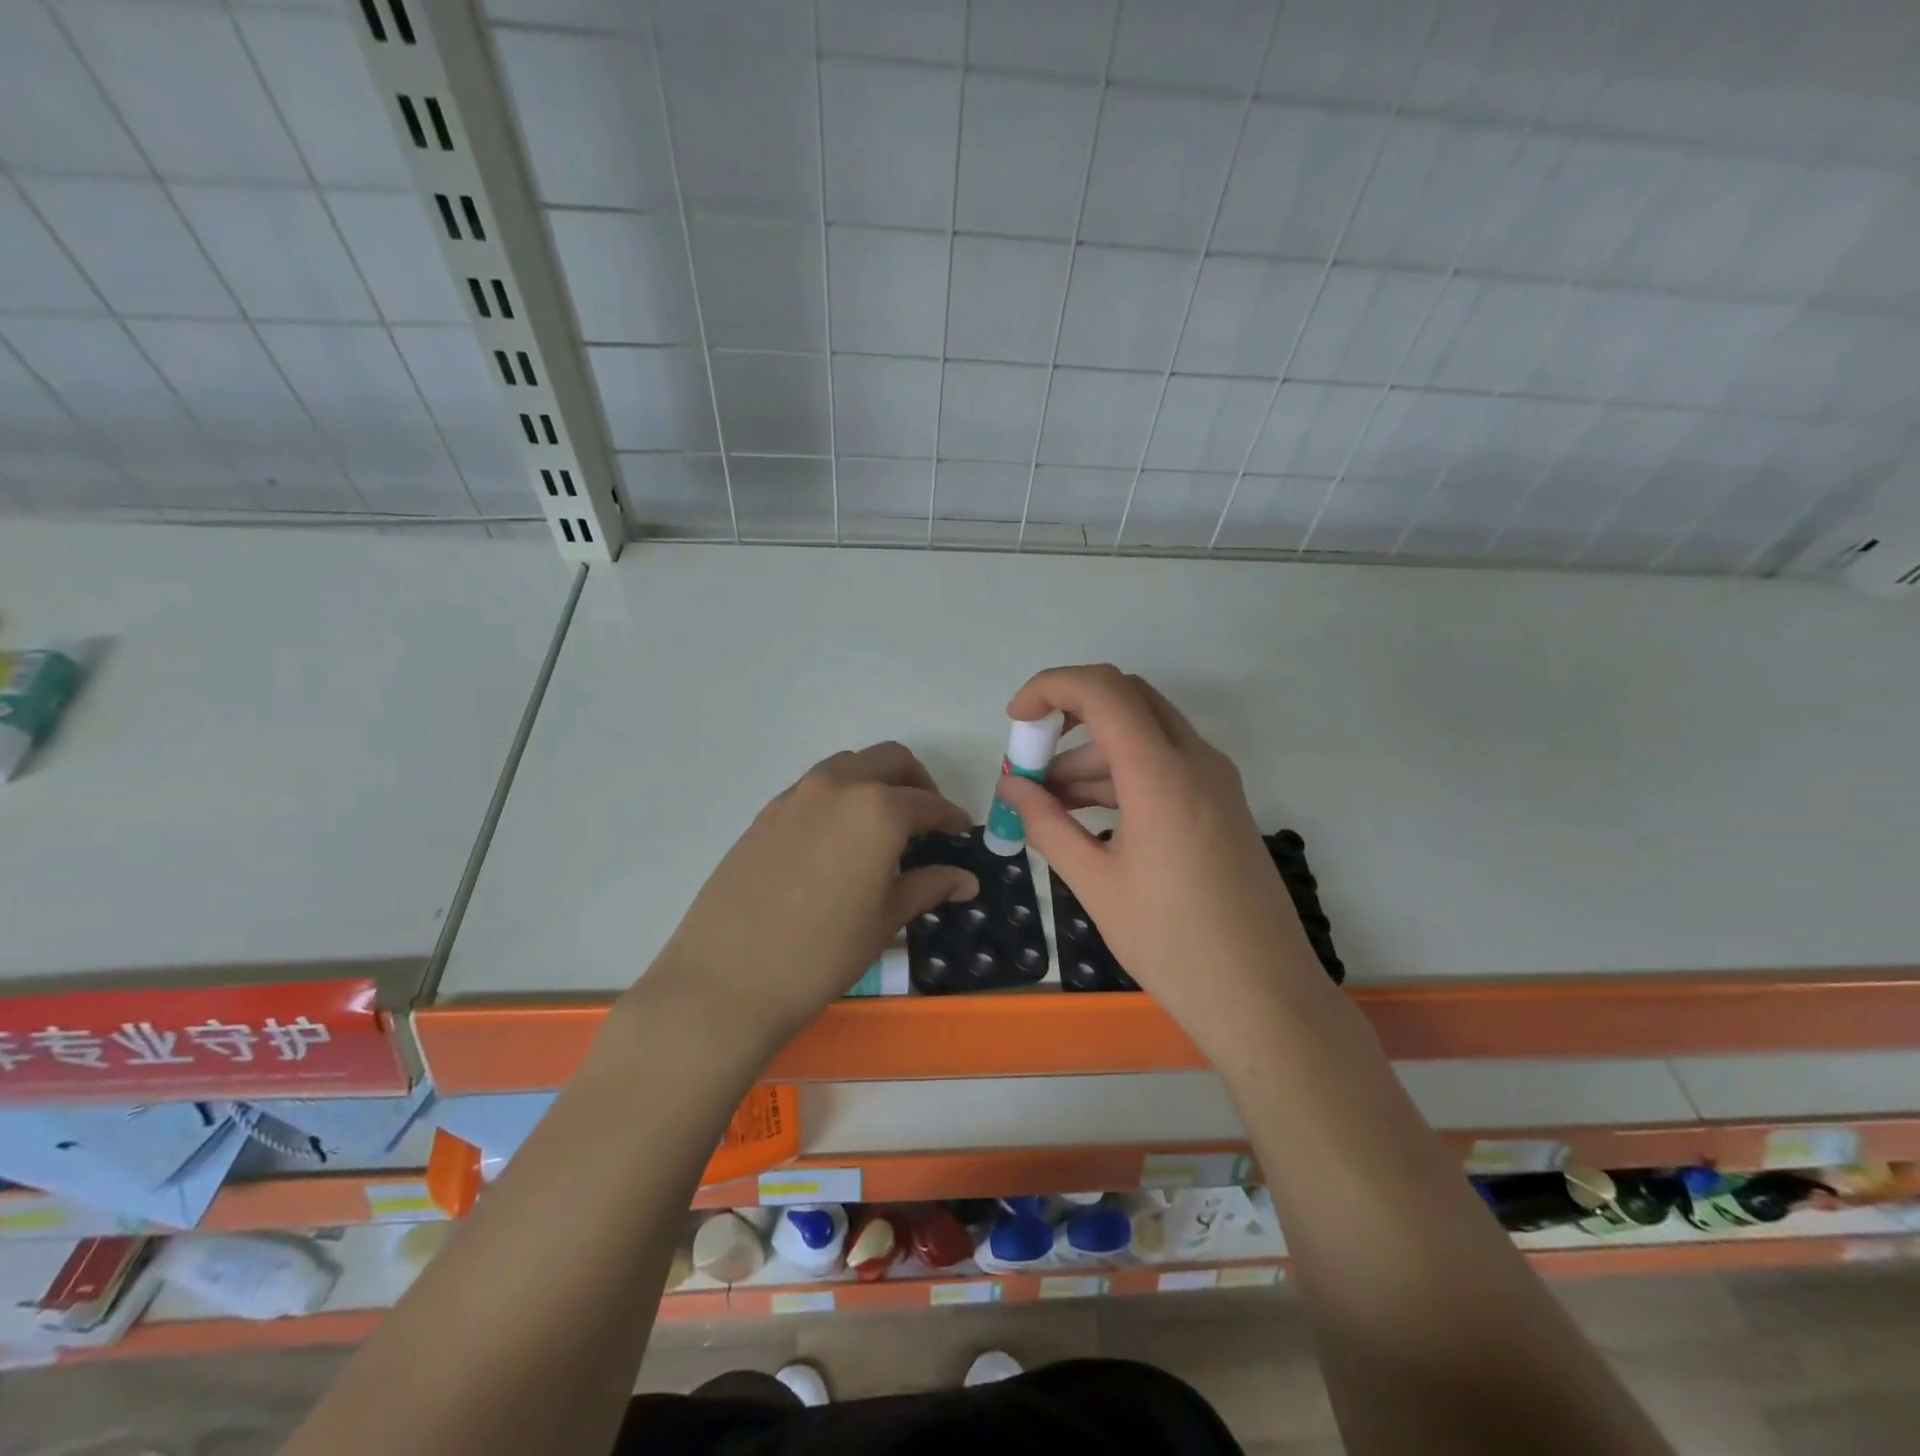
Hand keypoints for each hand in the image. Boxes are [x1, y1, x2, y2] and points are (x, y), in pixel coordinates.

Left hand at [642, 742, 977, 1052]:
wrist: (727, 978)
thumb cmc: (822, 952)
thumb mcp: (885, 920)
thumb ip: (929, 886)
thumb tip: (966, 879)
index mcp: (878, 809)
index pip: (929, 803)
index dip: (951, 818)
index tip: (962, 833)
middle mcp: (838, 786)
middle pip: (890, 760)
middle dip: (917, 783)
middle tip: (926, 822)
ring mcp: (796, 795)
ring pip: (849, 765)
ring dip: (875, 782)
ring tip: (883, 827)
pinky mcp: (766, 812)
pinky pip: (815, 787)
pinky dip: (840, 797)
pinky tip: (838, 840)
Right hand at [995, 665, 1324, 1059]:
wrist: (1263, 997)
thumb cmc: (1173, 944)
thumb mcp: (1096, 884)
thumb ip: (1047, 825)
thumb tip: (1010, 787)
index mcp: (1162, 774)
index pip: (1102, 690)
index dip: (1050, 688)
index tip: (1015, 723)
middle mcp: (1195, 760)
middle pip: (1126, 698)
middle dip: (1069, 715)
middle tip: (1031, 758)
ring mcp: (1215, 780)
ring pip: (1144, 732)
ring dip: (1092, 753)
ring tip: (1047, 802)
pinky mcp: (1221, 803)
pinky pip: (1163, 763)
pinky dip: (1120, 774)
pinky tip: (1086, 816)